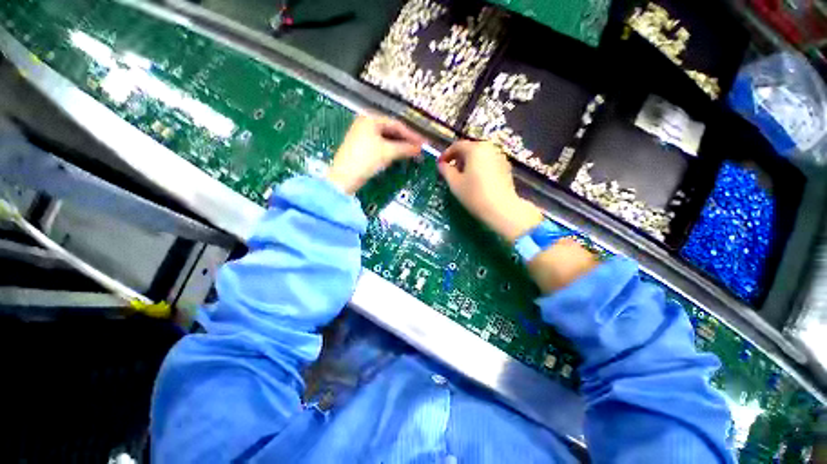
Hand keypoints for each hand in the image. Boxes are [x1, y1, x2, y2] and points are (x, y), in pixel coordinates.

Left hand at [327, 115, 424, 193]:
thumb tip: (419, 148)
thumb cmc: (365, 160)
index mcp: (370, 119)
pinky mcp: (360, 147)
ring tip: (410, 153)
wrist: (344, 177)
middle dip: (405, 140)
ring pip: (386, 138)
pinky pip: (380, 145)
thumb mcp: (388, 152)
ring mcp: (361, 135)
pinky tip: (397, 155)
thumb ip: (406, 148)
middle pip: (391, 130)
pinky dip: (390, 150)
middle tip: (417, 148)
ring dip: (399, 146)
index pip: (396, 124)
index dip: (411, 134)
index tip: (422, 143)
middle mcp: (364, 123)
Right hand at [437, 140, 543, 242]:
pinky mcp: (506, 168)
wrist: (501, 209)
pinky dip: (479, 168)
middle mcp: (489, 148)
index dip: (446, 154)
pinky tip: (476, 181)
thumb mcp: (455, 183)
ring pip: (480, 156)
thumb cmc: (474, 195)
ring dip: (469, 163)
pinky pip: (488, 163)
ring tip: (463, 177)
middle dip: (458, 158)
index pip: (457, 146)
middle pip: (470, 149)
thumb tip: (441, 164)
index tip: (439, 164)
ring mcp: (500, 157)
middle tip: (450, 171)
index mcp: (475, 149)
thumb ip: (446, 171)